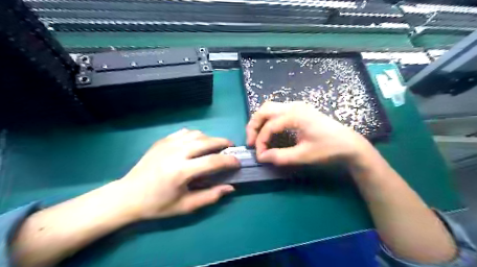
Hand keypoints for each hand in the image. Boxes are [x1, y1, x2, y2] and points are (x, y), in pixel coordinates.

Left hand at [119, 128, 238, 219]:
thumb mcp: (185, 206)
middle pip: (207, 141)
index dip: (229, 160)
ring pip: (196, 134)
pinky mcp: (162, 141)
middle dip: (223, 143)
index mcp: (181, 171)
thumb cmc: (157, 205)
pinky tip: (196, 144)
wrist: (127, 196)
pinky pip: (184, 133)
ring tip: (214, 147)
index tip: (238, 162)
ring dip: (210, 139)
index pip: (213, 161)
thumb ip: (210, 196)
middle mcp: (176, 153)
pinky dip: (195, 136)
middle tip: (231, 148)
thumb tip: (230, 188)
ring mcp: (168, 144)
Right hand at [246, 101, 372, 165]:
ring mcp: (297, 106)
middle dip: (254, 126)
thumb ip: (280, 156)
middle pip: (264, 110)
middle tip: (251, 142)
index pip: (269, 126)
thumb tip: (261, 157)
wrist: (350, 145)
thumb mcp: (303, 156)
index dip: (261, 142)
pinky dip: (269, 120)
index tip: (260, 156)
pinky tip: (269, 131)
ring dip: (260, 121)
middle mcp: (294, 106)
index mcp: (295, 115)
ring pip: (270, 108)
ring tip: (257, 137)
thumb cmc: (329, 149)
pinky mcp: (300, 110)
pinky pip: (277, 111)